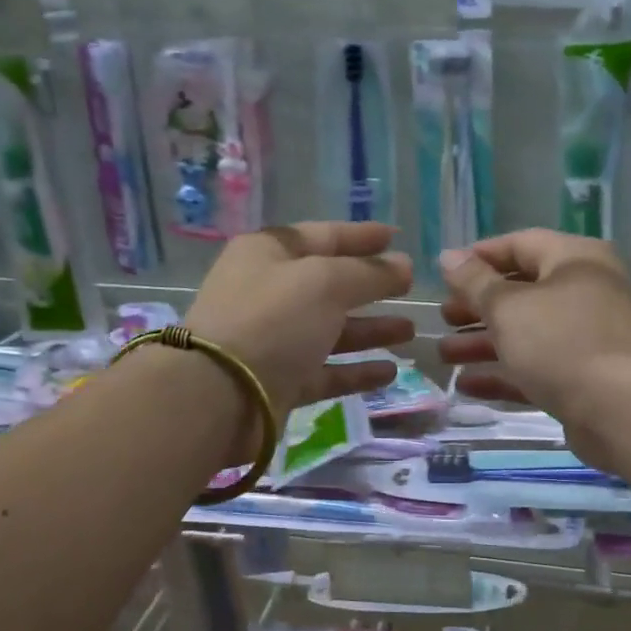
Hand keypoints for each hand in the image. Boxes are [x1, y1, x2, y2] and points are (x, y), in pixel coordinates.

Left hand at [186, 222, 414, 449]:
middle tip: (411, 290)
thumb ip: (369, 273)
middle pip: (329, 286)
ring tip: (410, 331)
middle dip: (371, 287)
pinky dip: (357, 371)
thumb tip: (403, 266)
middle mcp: (269, 294)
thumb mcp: (325, 282)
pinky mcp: (281, 382)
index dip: (361, 236)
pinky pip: (326, 372)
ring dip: (370, 330)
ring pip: (331, 331)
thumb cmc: (272, 320)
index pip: (323, 236)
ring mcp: (274, 341)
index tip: (396, 238)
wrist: (220, 394)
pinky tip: (390, 371)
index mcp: (269, 254)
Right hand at [437, 231, 630, 467]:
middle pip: (521, 292)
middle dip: (478, 307)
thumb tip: (449, 256)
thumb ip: (475, 282)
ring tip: (444, 356)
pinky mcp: (583, 379)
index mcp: (574, 260)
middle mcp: (585, 292)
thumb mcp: (508, 307)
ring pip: (526, 334)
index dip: (479, 257)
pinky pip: (536, 369)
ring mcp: (586, 338)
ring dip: (483, 343)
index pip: (520, 244)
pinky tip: (467, 386)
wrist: (624, 410)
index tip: (444, 275)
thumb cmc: (562, 343)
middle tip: (443, 319)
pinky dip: (503, 374)